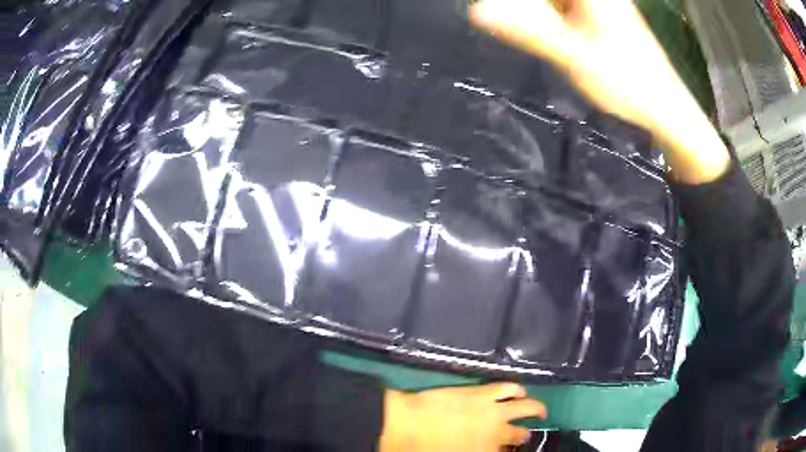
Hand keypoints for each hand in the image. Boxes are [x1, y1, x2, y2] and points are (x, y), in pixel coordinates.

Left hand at [379, 383, 545, 451]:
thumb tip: (489, 447)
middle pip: (521, 434)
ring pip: (526, 407)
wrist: (407, 424)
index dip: (510, 450)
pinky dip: (518, 389)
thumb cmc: (424, 449)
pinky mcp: (484, 392)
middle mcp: (497, 433)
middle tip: (526, 433)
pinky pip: (509, 387)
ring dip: (535, 408)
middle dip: (525, 434)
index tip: (509, 449)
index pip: (509, 451)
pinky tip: (520, 391)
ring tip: (538, 410)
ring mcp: (493, 410)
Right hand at [470, 0, 730, 183]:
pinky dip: (554, 22)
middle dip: (528, 12)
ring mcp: (601, 4)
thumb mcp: (574, 57)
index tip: (498, 17)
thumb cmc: (627, 84)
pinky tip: (557, 42)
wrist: (667, 110)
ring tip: (541, 41)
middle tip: (518, 30)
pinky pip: (566, 10)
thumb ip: (528, 31)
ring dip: (539, 17)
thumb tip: (476, 11)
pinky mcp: (603, 18)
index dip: (518, 6)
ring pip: (556, 3)